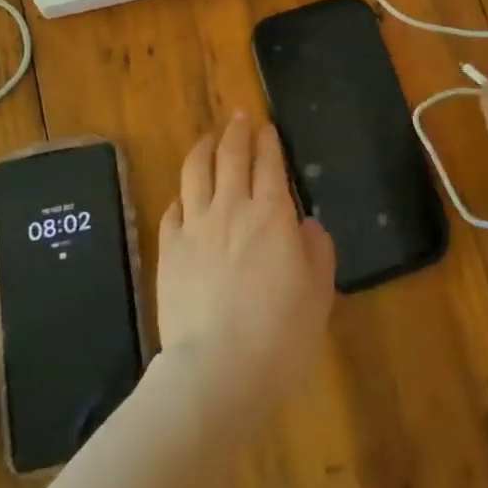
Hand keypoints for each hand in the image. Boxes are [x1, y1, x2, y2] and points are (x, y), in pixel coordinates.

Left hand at [156, 112, 334, 436]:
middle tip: (238, 117)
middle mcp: (231, 208)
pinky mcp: (168, 250)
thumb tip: (305, 224)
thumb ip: (316, 250)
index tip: (266, 127)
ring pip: (196, 172)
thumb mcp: (319, 293)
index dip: (268, 141)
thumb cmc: (280, 334)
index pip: (269, 163)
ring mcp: (195, 227)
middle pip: (231, 156)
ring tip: (208, 138)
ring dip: (203, 149)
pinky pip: (172, 211)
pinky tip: (183, 197)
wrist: (217, 370)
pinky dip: (181, 197)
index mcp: (271, 214)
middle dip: (236, 132)